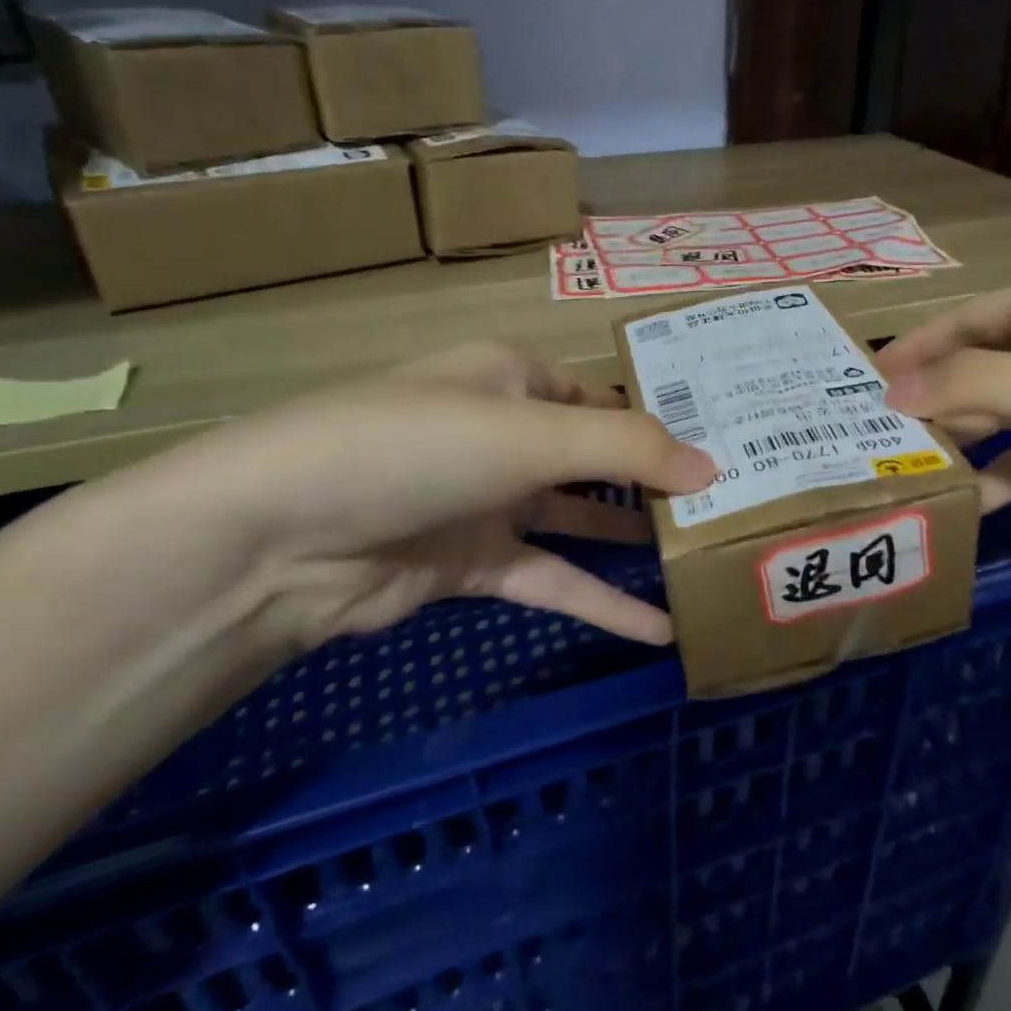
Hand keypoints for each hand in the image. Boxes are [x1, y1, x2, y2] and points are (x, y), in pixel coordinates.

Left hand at [117, 342, 714, 648]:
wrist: (280, 537)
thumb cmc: (415, 448)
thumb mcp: (530, 433)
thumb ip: (627, 448)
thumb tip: (713, 469)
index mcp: (514, 379)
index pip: (606, 396)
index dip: (664, 422)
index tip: (728, 450)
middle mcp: (505, 432)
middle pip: (597, 457)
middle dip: (657, 483)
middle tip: (731, 508)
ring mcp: (487, 501)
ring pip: (578, 520)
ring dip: (632, 542)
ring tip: (703, 561)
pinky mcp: (472, 564)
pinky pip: (550, 579)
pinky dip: (598, 602)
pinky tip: (656, 631)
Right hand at [877, 274, 1010, 540]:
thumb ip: (974, 388)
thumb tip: (887, 393)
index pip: (966, 322)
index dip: (914, 351)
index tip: (862, 386)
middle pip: (984, 370)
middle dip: (935, 403)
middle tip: (879, 440)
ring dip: (969, 444)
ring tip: (916, 476)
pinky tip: (979, 505)